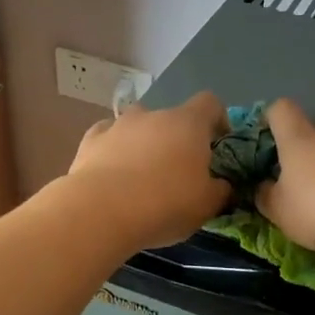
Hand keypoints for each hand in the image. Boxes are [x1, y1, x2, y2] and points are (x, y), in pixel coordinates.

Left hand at [66, 91, 231, 249]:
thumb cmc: (165, 204)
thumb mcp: (207, 205)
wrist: (101, 212)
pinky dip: (114, 150)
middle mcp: (153, 114)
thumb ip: (221, 190)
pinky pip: (108, 137)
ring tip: (142, 175)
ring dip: (144, 143)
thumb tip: (223, 185)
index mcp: (188, 123)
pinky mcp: (91, 140)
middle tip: (178, 173)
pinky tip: (112, 173)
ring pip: (138, 126)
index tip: (217, 146)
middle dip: (177, 139)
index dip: (217, 121)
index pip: (210, 103)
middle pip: (172, 118)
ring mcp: (118, 124)